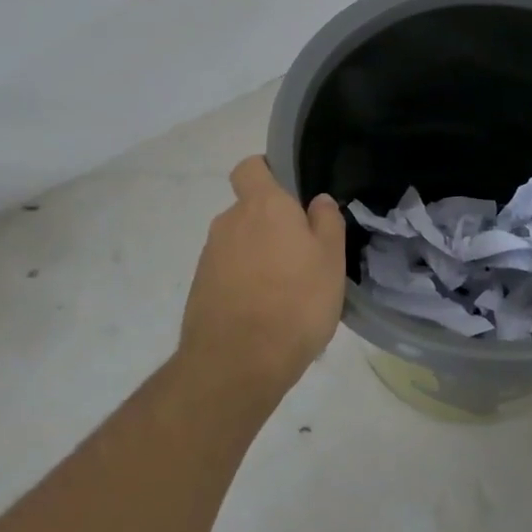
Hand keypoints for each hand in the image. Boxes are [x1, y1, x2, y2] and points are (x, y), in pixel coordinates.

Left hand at [176, 156, 346, 408]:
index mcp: (263, 206)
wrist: (236, 365)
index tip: (291, 196)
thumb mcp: (331, 260)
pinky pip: (228, 273)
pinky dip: (244, 283)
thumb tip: (317, 201)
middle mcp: (230, 222)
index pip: (251, 167)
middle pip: (249, 210)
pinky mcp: (199, 289)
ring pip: (239, 244)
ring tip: (287, 292)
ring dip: (259, 257)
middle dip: (271, 226)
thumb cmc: (295, 302)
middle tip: (302, 255)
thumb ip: (327, 222)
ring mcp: (210, 257)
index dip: (268, 173)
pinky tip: (265, 313)